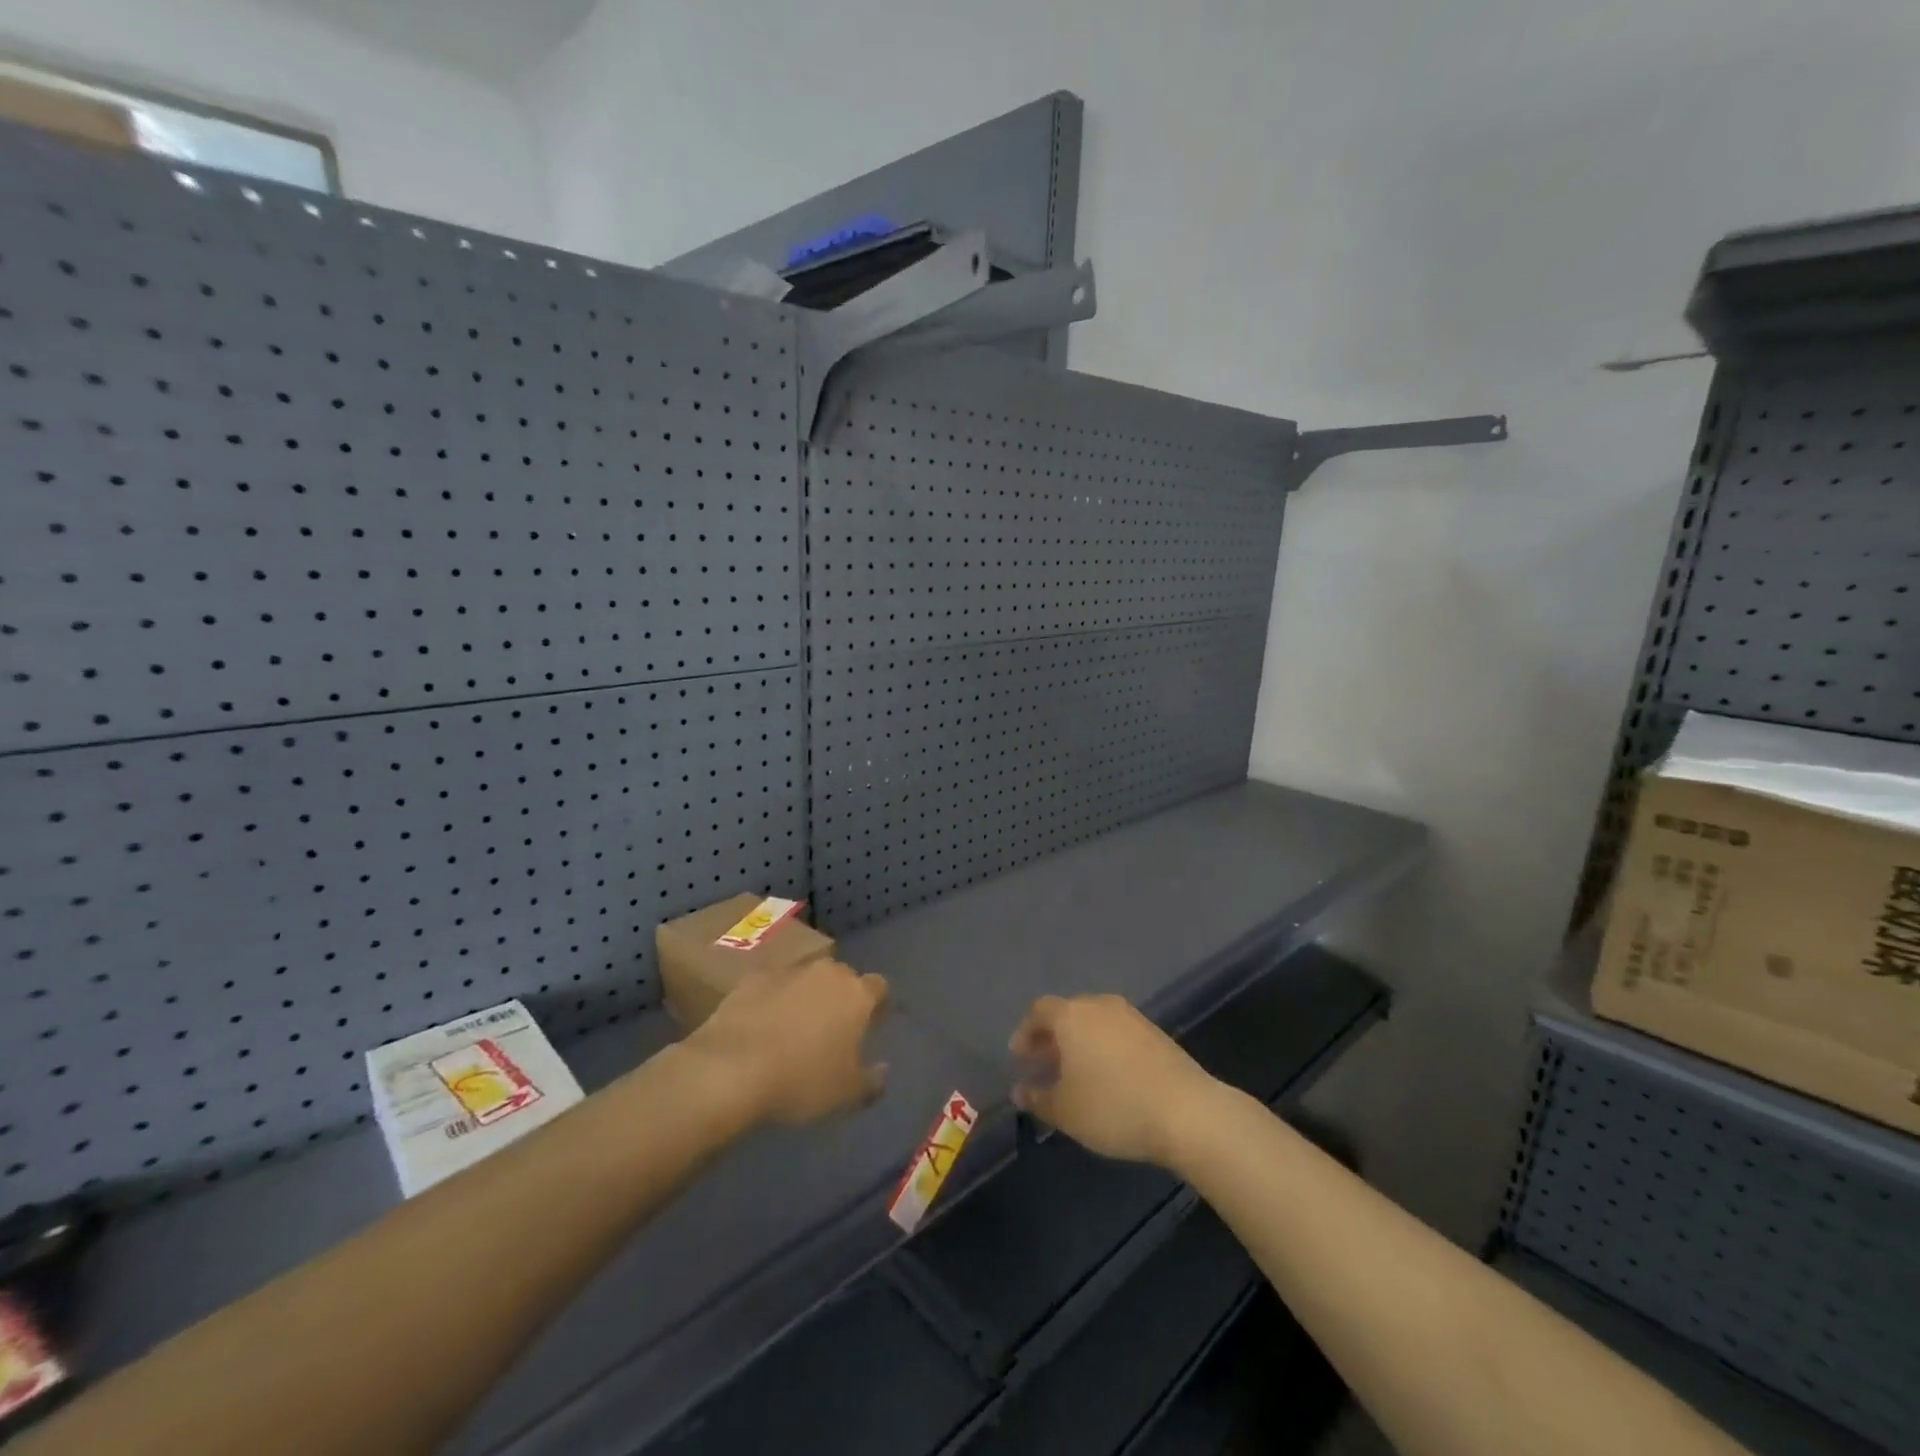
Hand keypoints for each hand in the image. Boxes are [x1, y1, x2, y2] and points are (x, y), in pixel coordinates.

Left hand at [685, 958, 889, 1125]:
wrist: (731, 1068)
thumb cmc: (801, 1080)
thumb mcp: (846, 1093)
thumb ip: (871, 1080)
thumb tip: (883, 1069)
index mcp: (857, 994)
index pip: (879, 987)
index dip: (877, 1005)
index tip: (871, 1025)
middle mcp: (827, 972)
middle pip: (842, 977)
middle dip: (840, 997)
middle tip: (831, 1029)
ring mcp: (788, 970)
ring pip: (806, 978)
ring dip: (805, 996)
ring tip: (793, 1028)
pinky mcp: (753, 978)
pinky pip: (772, 986)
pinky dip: (772, 1000)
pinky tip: (761, 1026)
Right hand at [1008, 994, 1217, 1166]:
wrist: (1186, 1111)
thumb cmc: (1113, 1106)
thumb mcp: (1066, 1111)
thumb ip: (1038, 1099)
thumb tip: (1020, 1091)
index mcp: (1072, 1015)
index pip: (1040, 1010)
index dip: (1025, 1031)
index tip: (1019, 1056)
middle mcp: (1100, 1006)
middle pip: (1068, 1013)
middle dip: (1052, 1037)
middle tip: (1044, 1064)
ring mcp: (1131, 1016)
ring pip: (1094, 1022)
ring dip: (1080, 1042)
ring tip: (1075, 1074)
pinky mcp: (1156, 1033)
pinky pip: (1117, 1032)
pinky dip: (1104, 1047)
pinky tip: (1107, 1077)